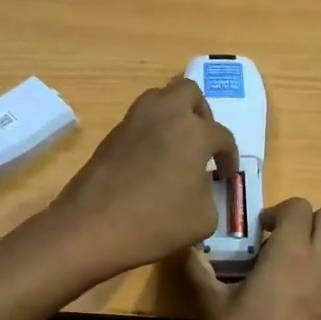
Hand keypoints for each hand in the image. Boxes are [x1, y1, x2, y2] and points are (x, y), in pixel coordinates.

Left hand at [49, 77, 237, 280]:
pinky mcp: (111, 135)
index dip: (229, 156)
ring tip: (177, 146)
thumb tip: (198, 185)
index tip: (226, 175)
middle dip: (201, 112)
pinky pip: (139, 121)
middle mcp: (165, 115)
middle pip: (189, 92)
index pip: (222, 135)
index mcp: (194, 131)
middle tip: (203, 140)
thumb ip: (208, 194)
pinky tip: (151, 161)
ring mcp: (133, 122)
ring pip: (159, 99)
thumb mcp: (203, 219)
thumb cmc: (156, 223)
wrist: (91, 227)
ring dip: (173, 115)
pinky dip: (151, 132)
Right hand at [186, 198, 320, 319]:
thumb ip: (200, 272)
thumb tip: (187, 250)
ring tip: (300, 260)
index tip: (259, 232)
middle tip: (282, 240)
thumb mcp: (212, 307)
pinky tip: (313, 289)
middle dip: (310, 219)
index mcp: (290, 253)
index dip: (278, 212)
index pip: (298, 206)